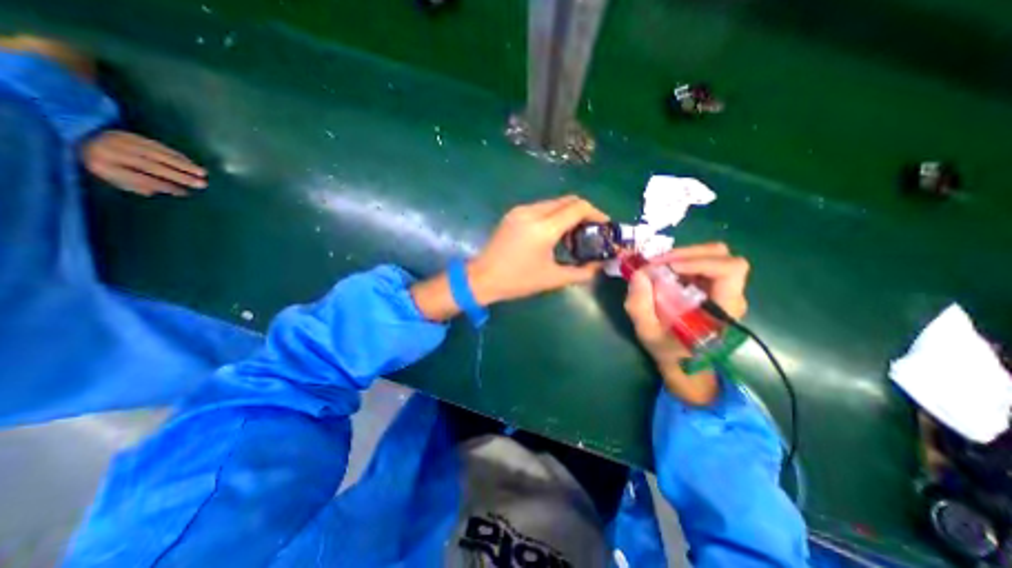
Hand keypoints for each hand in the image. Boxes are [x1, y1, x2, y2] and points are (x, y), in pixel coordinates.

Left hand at [83, 131, 207, 197]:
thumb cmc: (102, 165)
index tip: (185, 193)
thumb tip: (163, 192)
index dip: (163, 186)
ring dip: (183, 164)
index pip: (138, 178)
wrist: (78, 137)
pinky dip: (176, 154)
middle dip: (178, 175)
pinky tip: (190, 161)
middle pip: (150, 165)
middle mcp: (109, 151)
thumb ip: (136, 186)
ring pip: (157, 154)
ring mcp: (119, 140)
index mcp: (101, 166)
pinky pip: (157, 145)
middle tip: (201, 184)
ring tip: (202, 173)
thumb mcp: (112, 179)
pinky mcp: (129, 133)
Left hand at [468, 195, 608, 306]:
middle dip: (583, 212)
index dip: (596, 213)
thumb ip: (581, 272)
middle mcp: (533, 212)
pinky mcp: (513, 214)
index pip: (578, 207)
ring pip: (553, 203)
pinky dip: (553, 215)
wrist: (482, 277)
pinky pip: (540, 208)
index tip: (604, 225)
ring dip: (567, 213)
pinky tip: (553, 233)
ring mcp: (520, 210)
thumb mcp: (552, 279)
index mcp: (544, 228)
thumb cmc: (518, 280)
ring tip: (572, 235)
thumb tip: (598, 266)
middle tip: (590, 231)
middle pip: (567, 200)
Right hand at [626, 243, 749, 405]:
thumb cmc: (670, 351)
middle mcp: (730, 294)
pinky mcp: (710, 286)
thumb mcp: (647, 332)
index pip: (730, 270)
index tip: (669, 267)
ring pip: (713, 255)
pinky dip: (681, 260)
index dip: (700, 261)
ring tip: (659, 265)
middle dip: (687, 253)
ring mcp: (722, 288)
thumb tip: (639, 273)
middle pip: (723, 255)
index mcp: (724, 309)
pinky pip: (701, 262)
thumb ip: (639, 306)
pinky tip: (664, 270)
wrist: (684, 362)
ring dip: (683, 254)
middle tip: (658, 262)